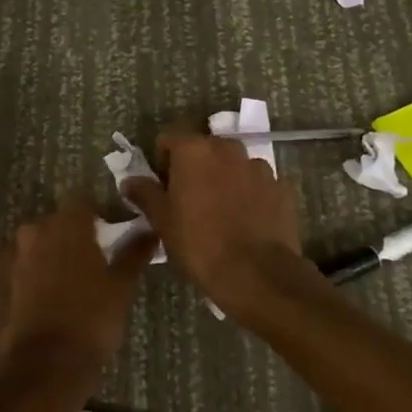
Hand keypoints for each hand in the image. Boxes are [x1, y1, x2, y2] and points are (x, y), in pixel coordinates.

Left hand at [0, 192, 155, 379]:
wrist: (44, 366)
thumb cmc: (91, 319)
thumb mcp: (122, 286)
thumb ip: (134, 252)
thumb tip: (150, 231)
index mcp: (66, 225)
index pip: (83, 202)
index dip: (98, 216)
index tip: (111, 237)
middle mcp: (34, 232)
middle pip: (58, 223)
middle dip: (74, 237)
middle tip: (95, 264)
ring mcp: (13, 257)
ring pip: (38, 246)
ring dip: (53, 257)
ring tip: (72, 285)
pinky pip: (22, 269)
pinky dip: (35, 277)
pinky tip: (49, 301)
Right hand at [122, 127, 302, 315]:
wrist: (257, 274)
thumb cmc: (199, 243)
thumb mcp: (162, 221)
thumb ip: (145, 194)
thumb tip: (130, 181)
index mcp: (194, 151)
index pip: (169, 137)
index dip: (162, 158)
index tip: (162, 186)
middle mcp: (228, 149)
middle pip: (204, 148)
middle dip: (195, 167)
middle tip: (188, 199)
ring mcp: (259, 167)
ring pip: (233, 165)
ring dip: (223, 179)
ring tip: (220, 212)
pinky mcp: (281, 188)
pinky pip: (257, 183)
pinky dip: (248, 194)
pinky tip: (245, 222)